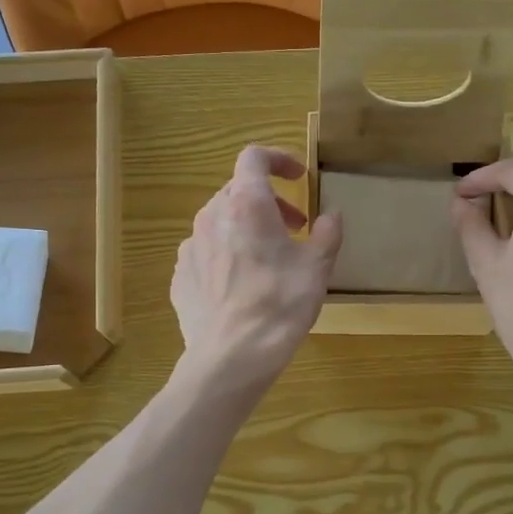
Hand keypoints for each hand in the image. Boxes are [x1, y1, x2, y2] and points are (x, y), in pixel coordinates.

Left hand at [172, 146, 343, 390]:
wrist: (231, 357)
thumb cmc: (279, 305)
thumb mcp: (317, 268)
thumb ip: (327, 234)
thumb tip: (331, 216)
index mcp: (246, 205)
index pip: (254, 157)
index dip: (278, 159)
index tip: (298, 177)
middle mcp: (211, 216)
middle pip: (238, 191)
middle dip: (269, 202)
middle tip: (294, 228)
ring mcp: (190, 247)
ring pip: (220, 222)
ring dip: (246, 228)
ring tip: (269, 259)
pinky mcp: (181, 276)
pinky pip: (206, 252)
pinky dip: (227, 255)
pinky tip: (242, 285)